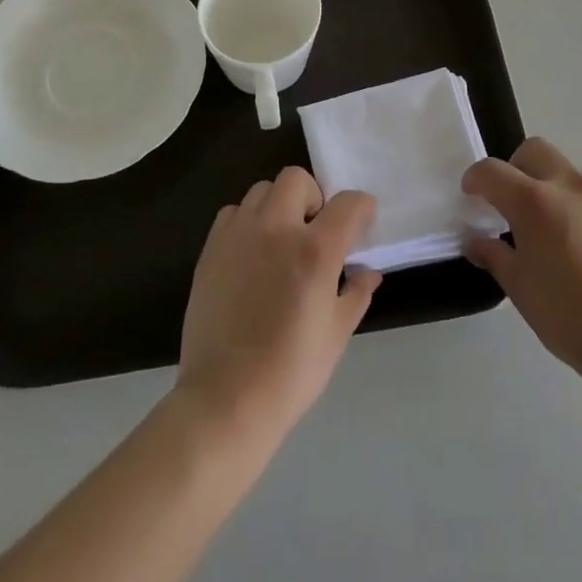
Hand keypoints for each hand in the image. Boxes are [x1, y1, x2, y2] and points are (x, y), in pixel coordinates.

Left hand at [175, 168, 380, 447]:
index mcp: (314, 250)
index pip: (348, 203)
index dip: (362, 208)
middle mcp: (276, 229)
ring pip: (262, 190)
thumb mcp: (336, 335)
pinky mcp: (211, 249)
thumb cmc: (290, 373)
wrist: (225, 401)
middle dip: (314, 197)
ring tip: (280, 240)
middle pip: (297, 179)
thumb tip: (370, 272)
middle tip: (315, 230)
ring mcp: (239, 235)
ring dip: (278, 206)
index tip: (362, 222)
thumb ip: (356, 294)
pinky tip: (252, 254)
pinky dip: (247, 222)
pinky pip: (233, 213)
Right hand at [462, 138, 581, 393]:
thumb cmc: (570, 318)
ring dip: (547, 186)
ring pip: (564, 171)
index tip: (471, 194)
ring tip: (547, 229)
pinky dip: (574, 204)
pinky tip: (578, 243)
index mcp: (534, 202)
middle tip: (509, 202)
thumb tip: (478, 241)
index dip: (475, 179)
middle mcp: (568, 185)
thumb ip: (495, 256)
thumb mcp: (521, 290)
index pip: (493, 172)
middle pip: (533, 151)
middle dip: (514, 168)